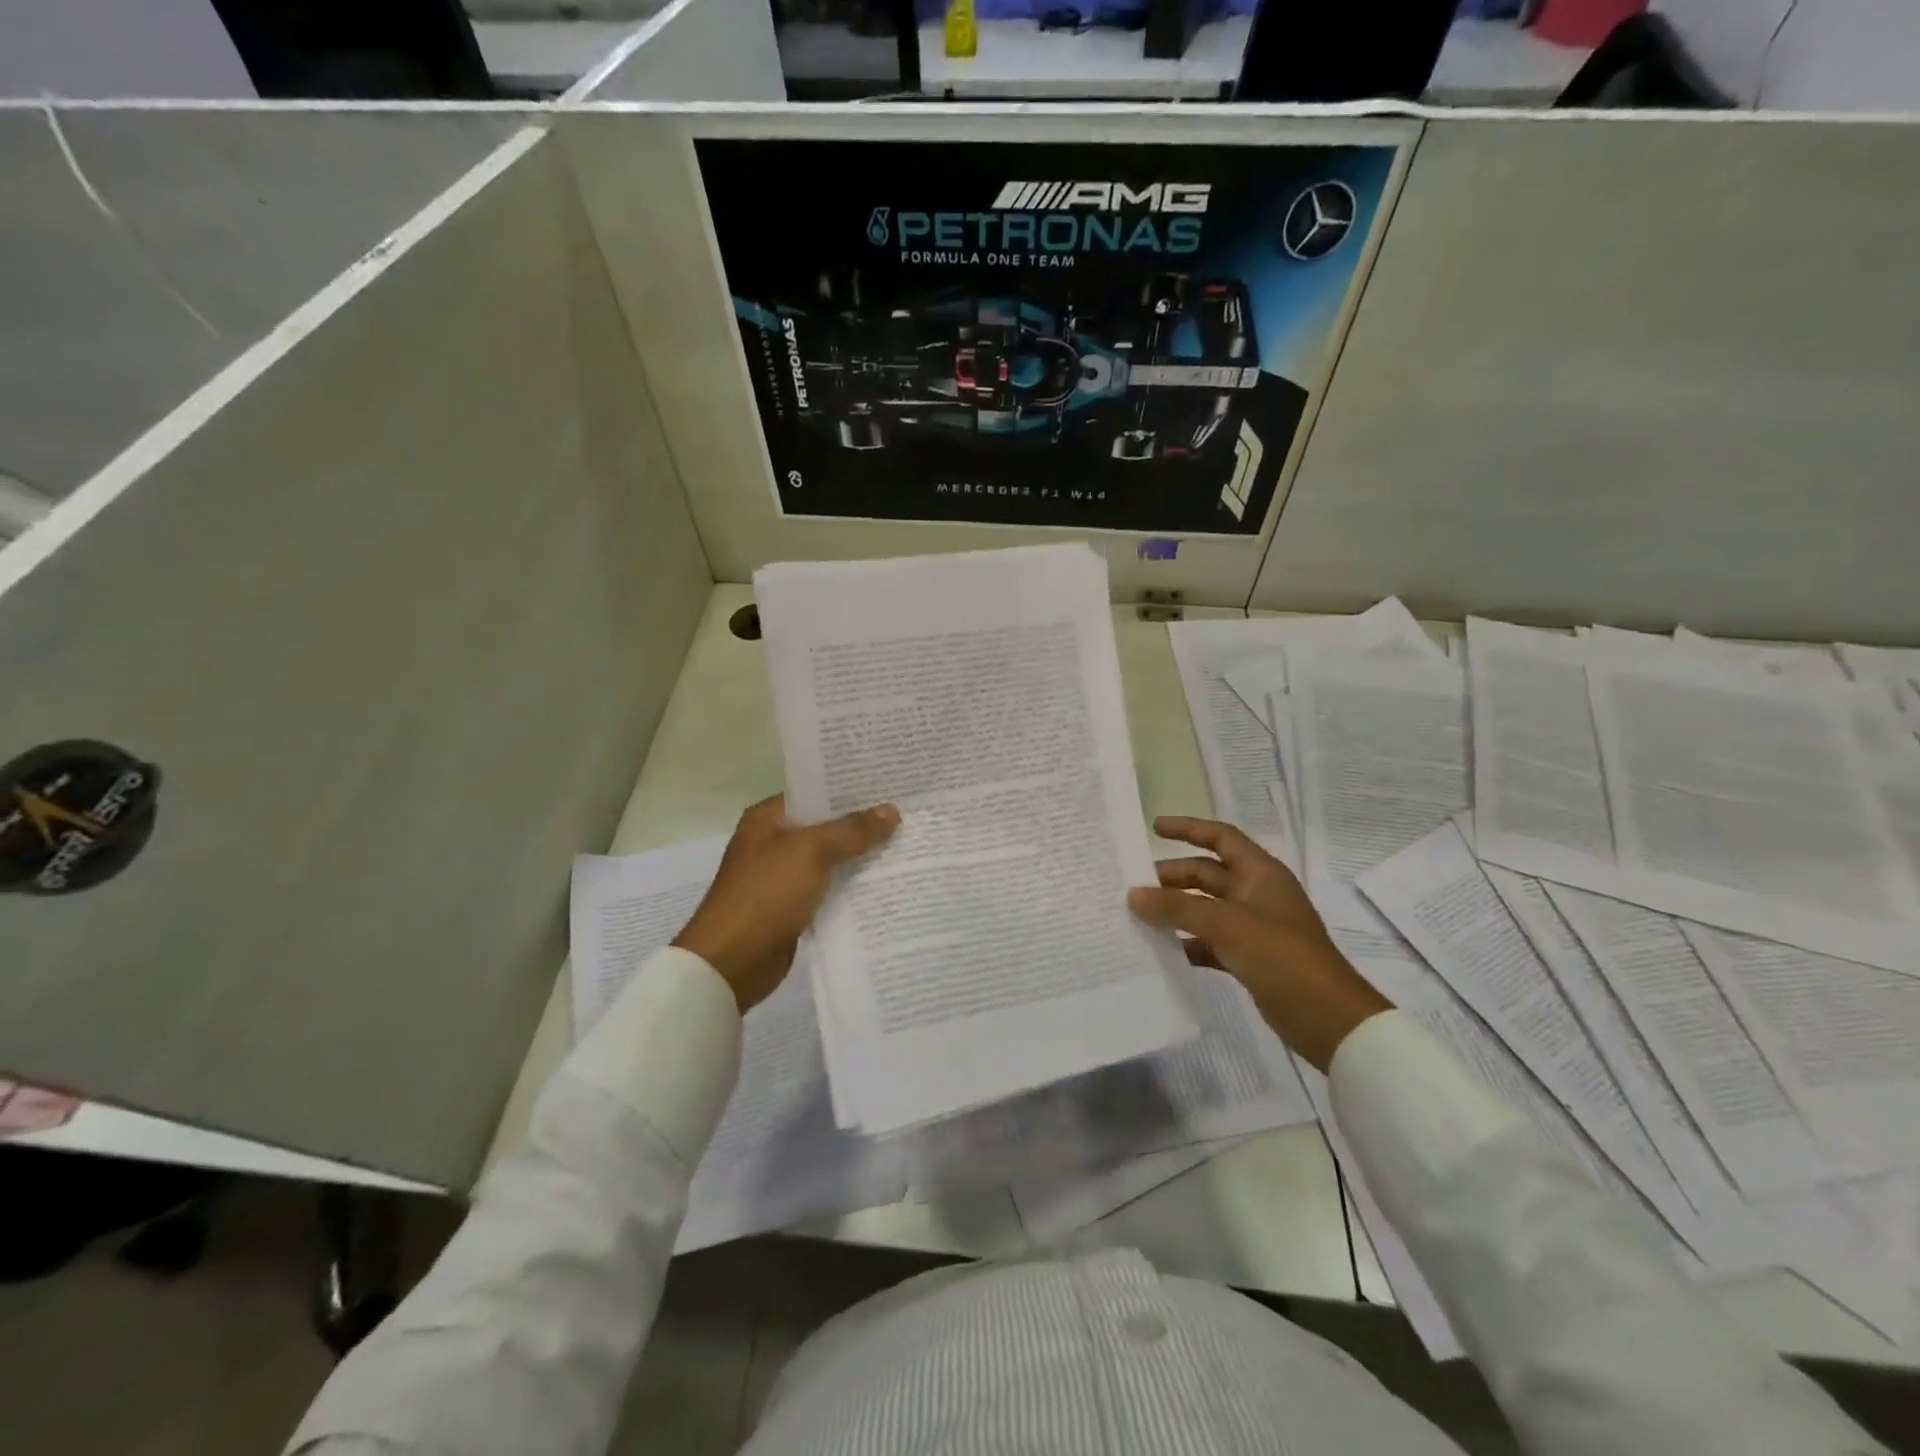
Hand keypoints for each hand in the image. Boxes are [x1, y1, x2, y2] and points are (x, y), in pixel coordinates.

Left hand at [674, 795, 898, 1012]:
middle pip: (826, 826)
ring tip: (906, 845)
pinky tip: (886, 883)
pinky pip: (829, 889)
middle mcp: (774, 842)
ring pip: (830, 859)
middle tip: (908, 814)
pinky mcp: (793, 907)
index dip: (851, 789)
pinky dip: (852, 887)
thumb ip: (852, 830)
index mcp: (768, 818)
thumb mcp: (812, 851)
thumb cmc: (766, 893)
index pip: (815, 793)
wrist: (732, 961)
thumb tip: (891, 811)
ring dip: (860, 857)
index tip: (890, 786)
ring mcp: (782, 876)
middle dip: (862, 824)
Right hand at [1127, 816, 1392, 1071]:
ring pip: (1205, 909)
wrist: (1328, 1019)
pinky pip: (1209, 941)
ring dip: (1176, 910)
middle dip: (1173, 877)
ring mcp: (1253, 927)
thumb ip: (1178, 907)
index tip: (1154, 829)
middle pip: (1208, 874)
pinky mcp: (1249, 958)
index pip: (1221, 837)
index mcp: (1260, 873)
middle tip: (1134, 886)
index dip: (1188, 829)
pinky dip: (1187, 942)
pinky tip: (1162, 950)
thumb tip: (1134, 894)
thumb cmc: (1281, 956)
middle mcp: (1256, 894)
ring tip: (1138, 916)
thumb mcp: (1226, 924)